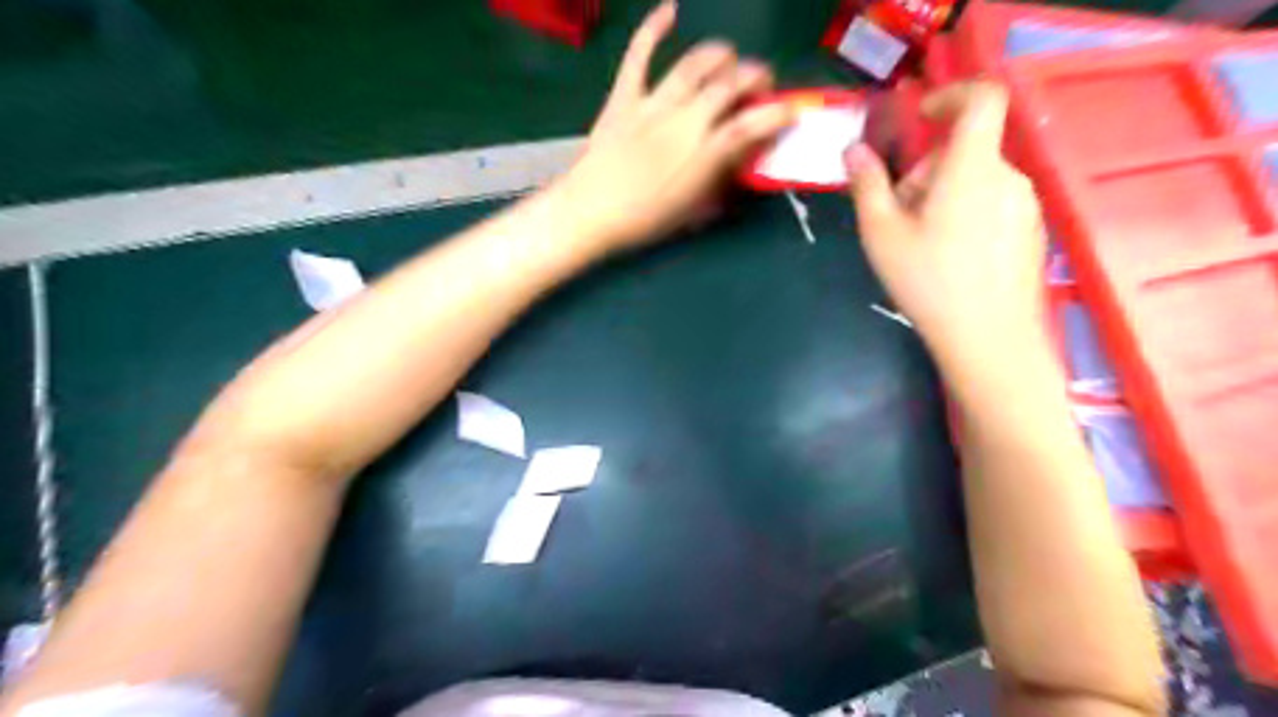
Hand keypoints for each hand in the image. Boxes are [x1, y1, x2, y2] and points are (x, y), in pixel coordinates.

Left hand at [552, 0, 795, 250]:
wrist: (589, 213)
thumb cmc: (643, 221)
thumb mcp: (692, 211)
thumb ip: (719, 183)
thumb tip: (738, 164)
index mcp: (704, 155)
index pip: (752, 125)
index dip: (777, 114)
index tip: (789, 111)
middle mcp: (685, 122)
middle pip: (730, 84)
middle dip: (755, 78)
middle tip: (760, 86)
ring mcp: (654, 105)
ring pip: (695, 64)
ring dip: (720, 55)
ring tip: (729, 59)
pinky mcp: (624, 97)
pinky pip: (639, 55)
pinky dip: (653, 28)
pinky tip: (669, 9)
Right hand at [845, 81, 1042, 366]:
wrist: (988, 339)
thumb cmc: (929, 281)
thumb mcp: (882, 233)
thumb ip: (868, 185)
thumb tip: (854, 151)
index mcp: (973, 168)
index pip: (982, 98)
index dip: (951, 94)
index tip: (921, 118)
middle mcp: (1008, 177)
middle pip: (966, 150)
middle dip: (926, 171)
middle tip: (898, 214)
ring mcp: (1025, 206)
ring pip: (976, 180)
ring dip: (943, 195)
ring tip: (919, 242)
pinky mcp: (1030, 232)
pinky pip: (992, 204)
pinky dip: (965, 213)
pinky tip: (948, 258)